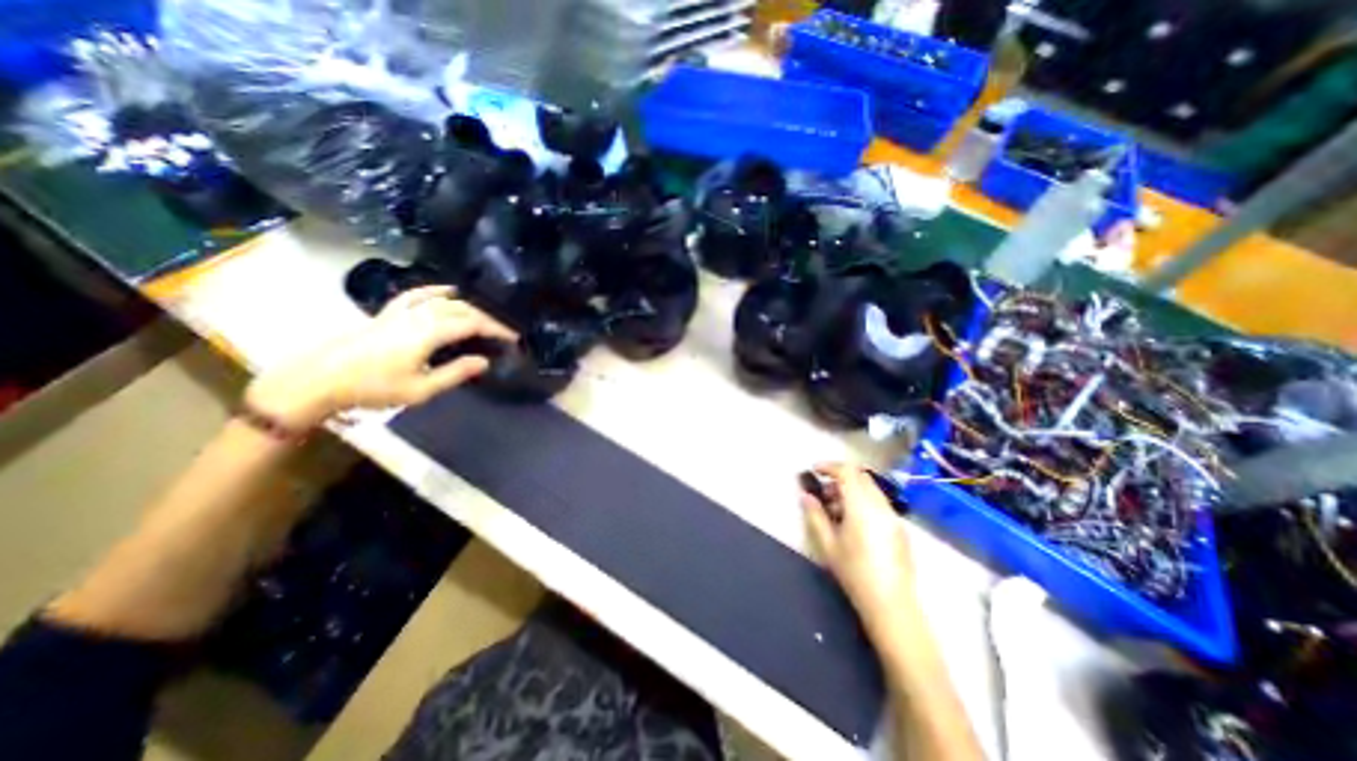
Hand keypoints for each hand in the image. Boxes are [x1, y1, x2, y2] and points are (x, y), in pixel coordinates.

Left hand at [248, 281, 516, 427]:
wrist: (319, 380)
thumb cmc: (373, 388)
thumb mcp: (420, 389)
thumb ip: (455, 373)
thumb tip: (484, 361)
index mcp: (428, 333)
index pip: (472, 324)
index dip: (496, 329)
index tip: (513, 338)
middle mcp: (418, 316)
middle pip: (461, 309)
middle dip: (486, 319)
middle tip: (502, 332)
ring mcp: (401, 311)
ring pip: (443, 301)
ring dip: (468, 307)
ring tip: (483, 318)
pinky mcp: (388, 312)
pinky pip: (417, 295)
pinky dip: (436, 291)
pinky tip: (447, 291)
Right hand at [797, 462, 914, 635]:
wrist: (892, 605)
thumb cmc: (855, 573)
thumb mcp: (828, 545)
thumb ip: (815, 516)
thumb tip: (806, 496)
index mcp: (862, 506)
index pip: (847, 472)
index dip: (829, 466)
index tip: (814, 470)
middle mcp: (880, 505)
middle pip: (861, 476)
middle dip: (840, 477)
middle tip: (823, 491)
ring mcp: (893, 516)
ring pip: (871, 488)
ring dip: (852, 489)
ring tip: (835, 509)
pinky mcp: (899, 527)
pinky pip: (879, 501)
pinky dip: (863, 500)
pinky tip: (853, 522)